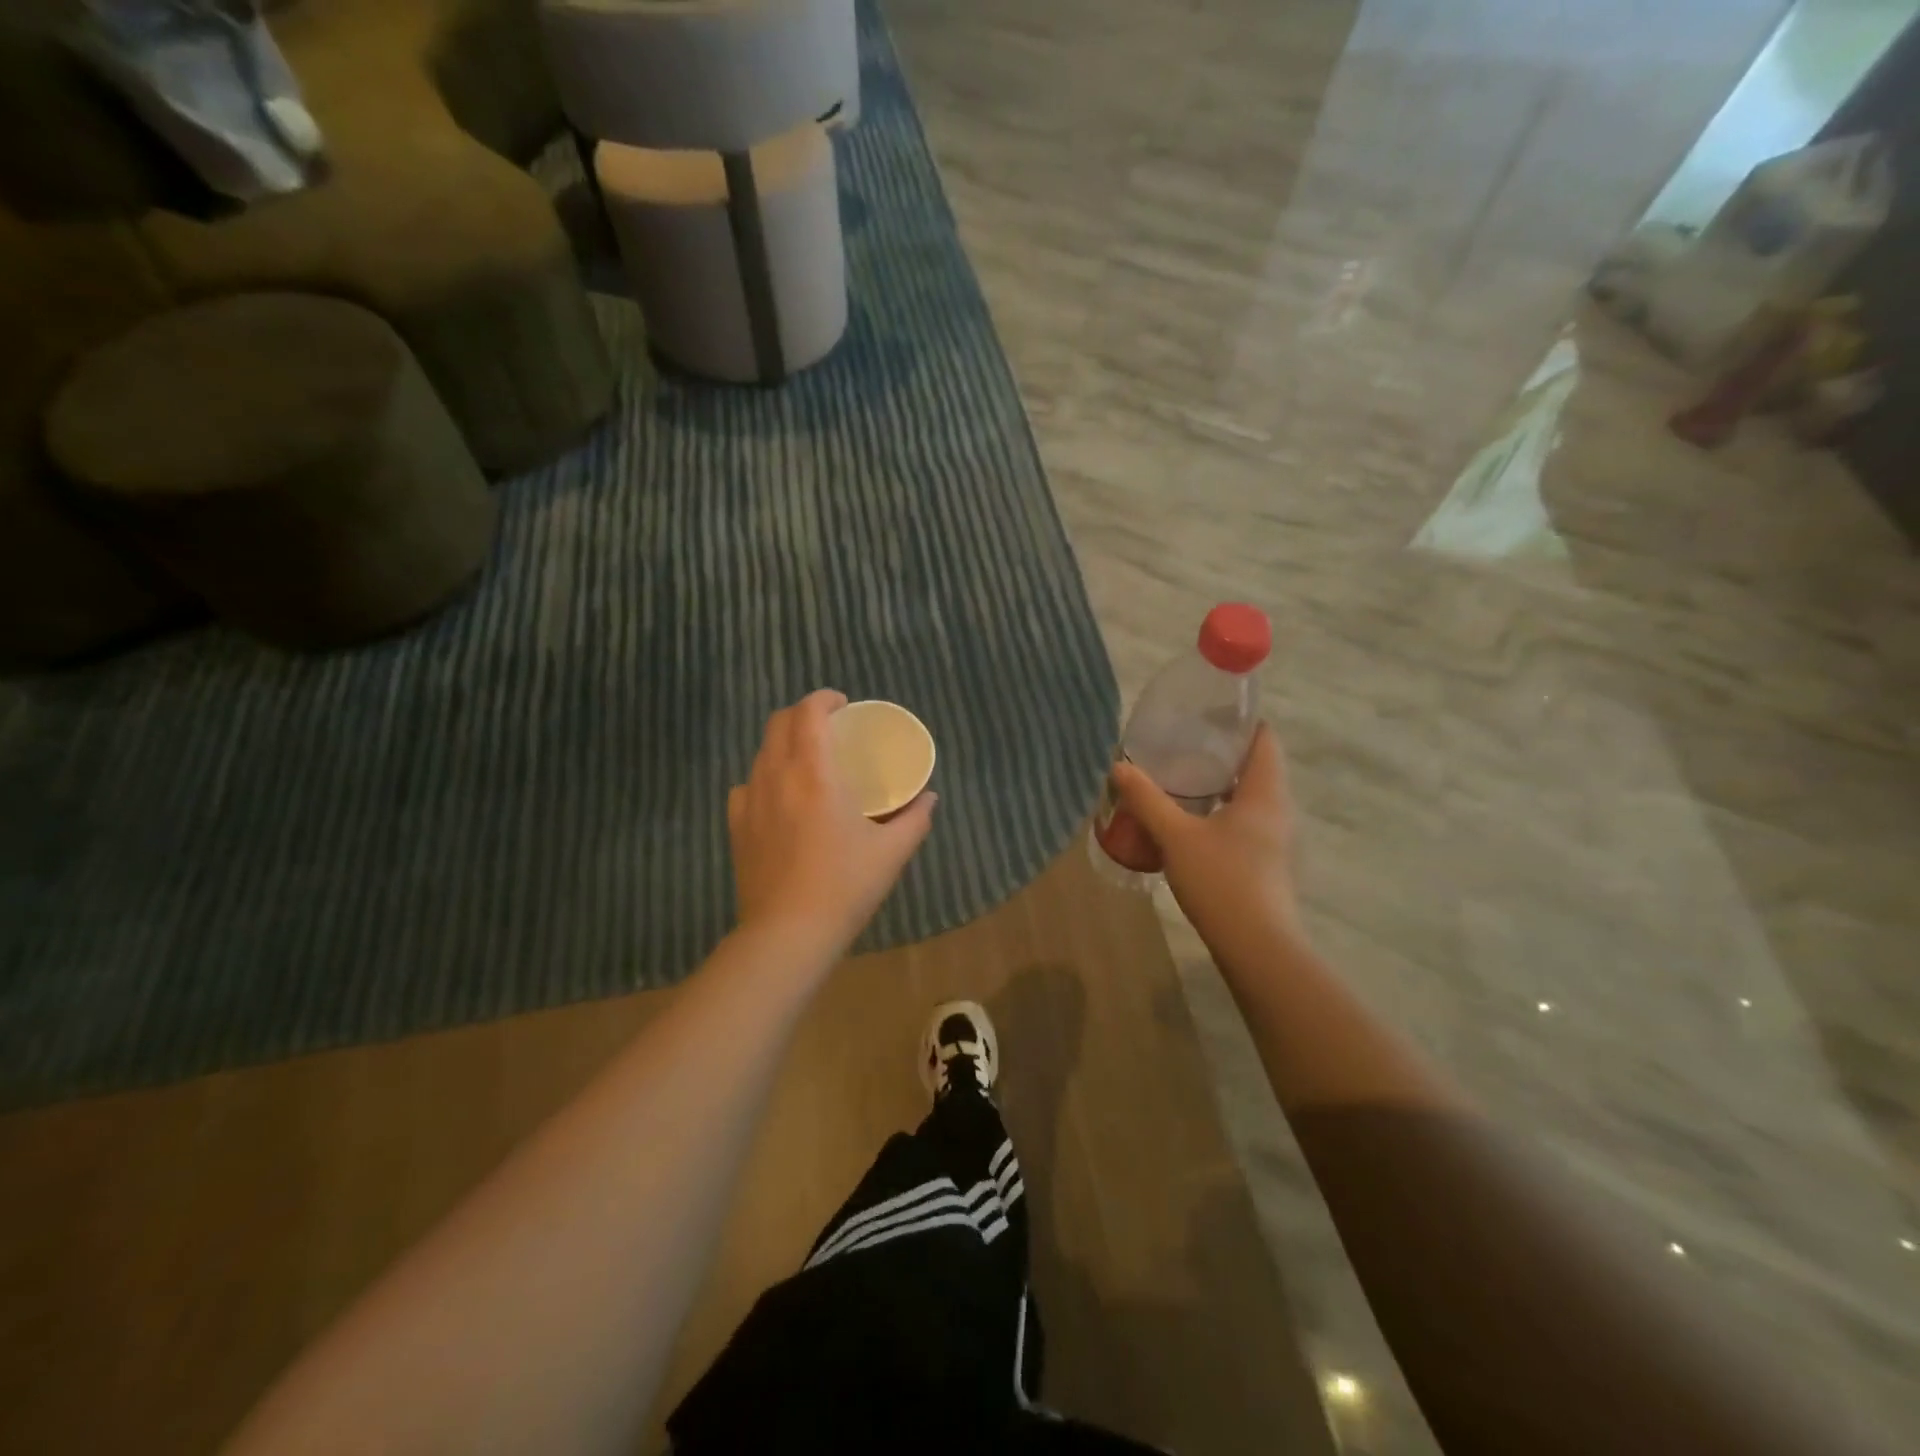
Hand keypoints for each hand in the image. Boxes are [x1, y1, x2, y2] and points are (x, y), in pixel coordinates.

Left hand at [728, 690, 936, 957]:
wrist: (788, 934)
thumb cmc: (845, 887)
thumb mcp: (891, 853)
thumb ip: (915, 819)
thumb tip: (930, 797)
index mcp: (815, 773)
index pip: (809, 713)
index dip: (824, 699)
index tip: (843, 705)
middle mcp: (776, 776)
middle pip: (779, 723)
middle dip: (803, 714)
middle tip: (829, 727)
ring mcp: (750, 800)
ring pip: (761, 752)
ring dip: (784, 744)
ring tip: (807, 761)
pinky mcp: (736, 826)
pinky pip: (747, 784)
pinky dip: (765, 777)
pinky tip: (780, 798)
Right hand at [1110, 724, 1303, 971]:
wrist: (1256, 947)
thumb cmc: (1222, 880)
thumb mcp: (1176, 836)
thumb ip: (1147, 799)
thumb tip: (1118, 766)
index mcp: (1264, 792)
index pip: (1264, 739)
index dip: (1240, 722)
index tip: (1205, 713)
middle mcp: (1277, 810)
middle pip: (1254, 767)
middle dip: (1219, 754)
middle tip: (1179, 745)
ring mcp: (1274, 839)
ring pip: (1247, 798)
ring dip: (1217, 786)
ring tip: (1176, 779)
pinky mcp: (1264, 862)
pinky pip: (1242, 823)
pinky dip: (1218, 813)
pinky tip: (1187, 822)